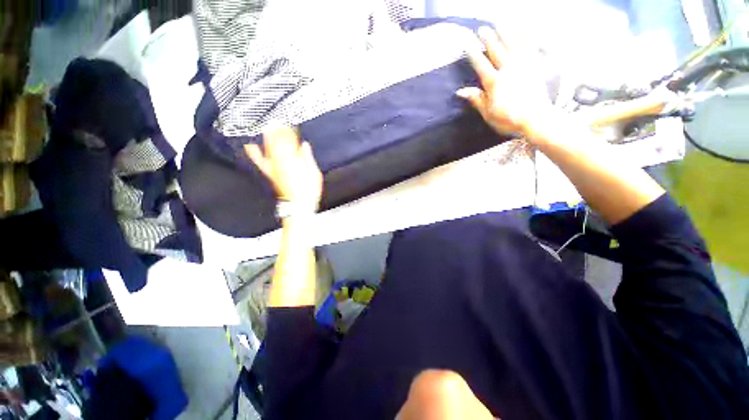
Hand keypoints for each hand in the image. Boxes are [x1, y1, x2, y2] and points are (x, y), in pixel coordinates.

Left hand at [244, 127, 322, 210]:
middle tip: (277, 120)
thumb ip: (309, 159)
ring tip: (267, 125)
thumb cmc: (310, 191)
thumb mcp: (315, 175)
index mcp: (294, 163)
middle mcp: (281, 163)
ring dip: (268, 137)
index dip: (289, 132)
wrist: (299, 205)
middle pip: (277, 143)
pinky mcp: (270, 174)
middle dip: (278, 131)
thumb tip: (304, 145)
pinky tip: (250, 145)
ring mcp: (274, 168)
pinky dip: (255, 153)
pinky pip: (260, 162)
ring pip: (268, 149)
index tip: (290, 123)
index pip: (290, 143)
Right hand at [457, 27, 553, 142]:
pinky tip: (524, 29)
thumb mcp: (488, 113)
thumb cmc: (508, 119)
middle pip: (496, 50)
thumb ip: (476, 99)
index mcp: (494, 83)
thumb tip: (460, 91)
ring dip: (506, 32)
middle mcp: (507, 70)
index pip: (481, 65)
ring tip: (500, 23)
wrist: (535, 119)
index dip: (473, 54)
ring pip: (513, 44)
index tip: (467, 45)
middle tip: (481, 28)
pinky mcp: (535, 66)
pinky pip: (531, 47)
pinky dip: (527, 37)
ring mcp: (523, 66)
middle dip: (488, 38)